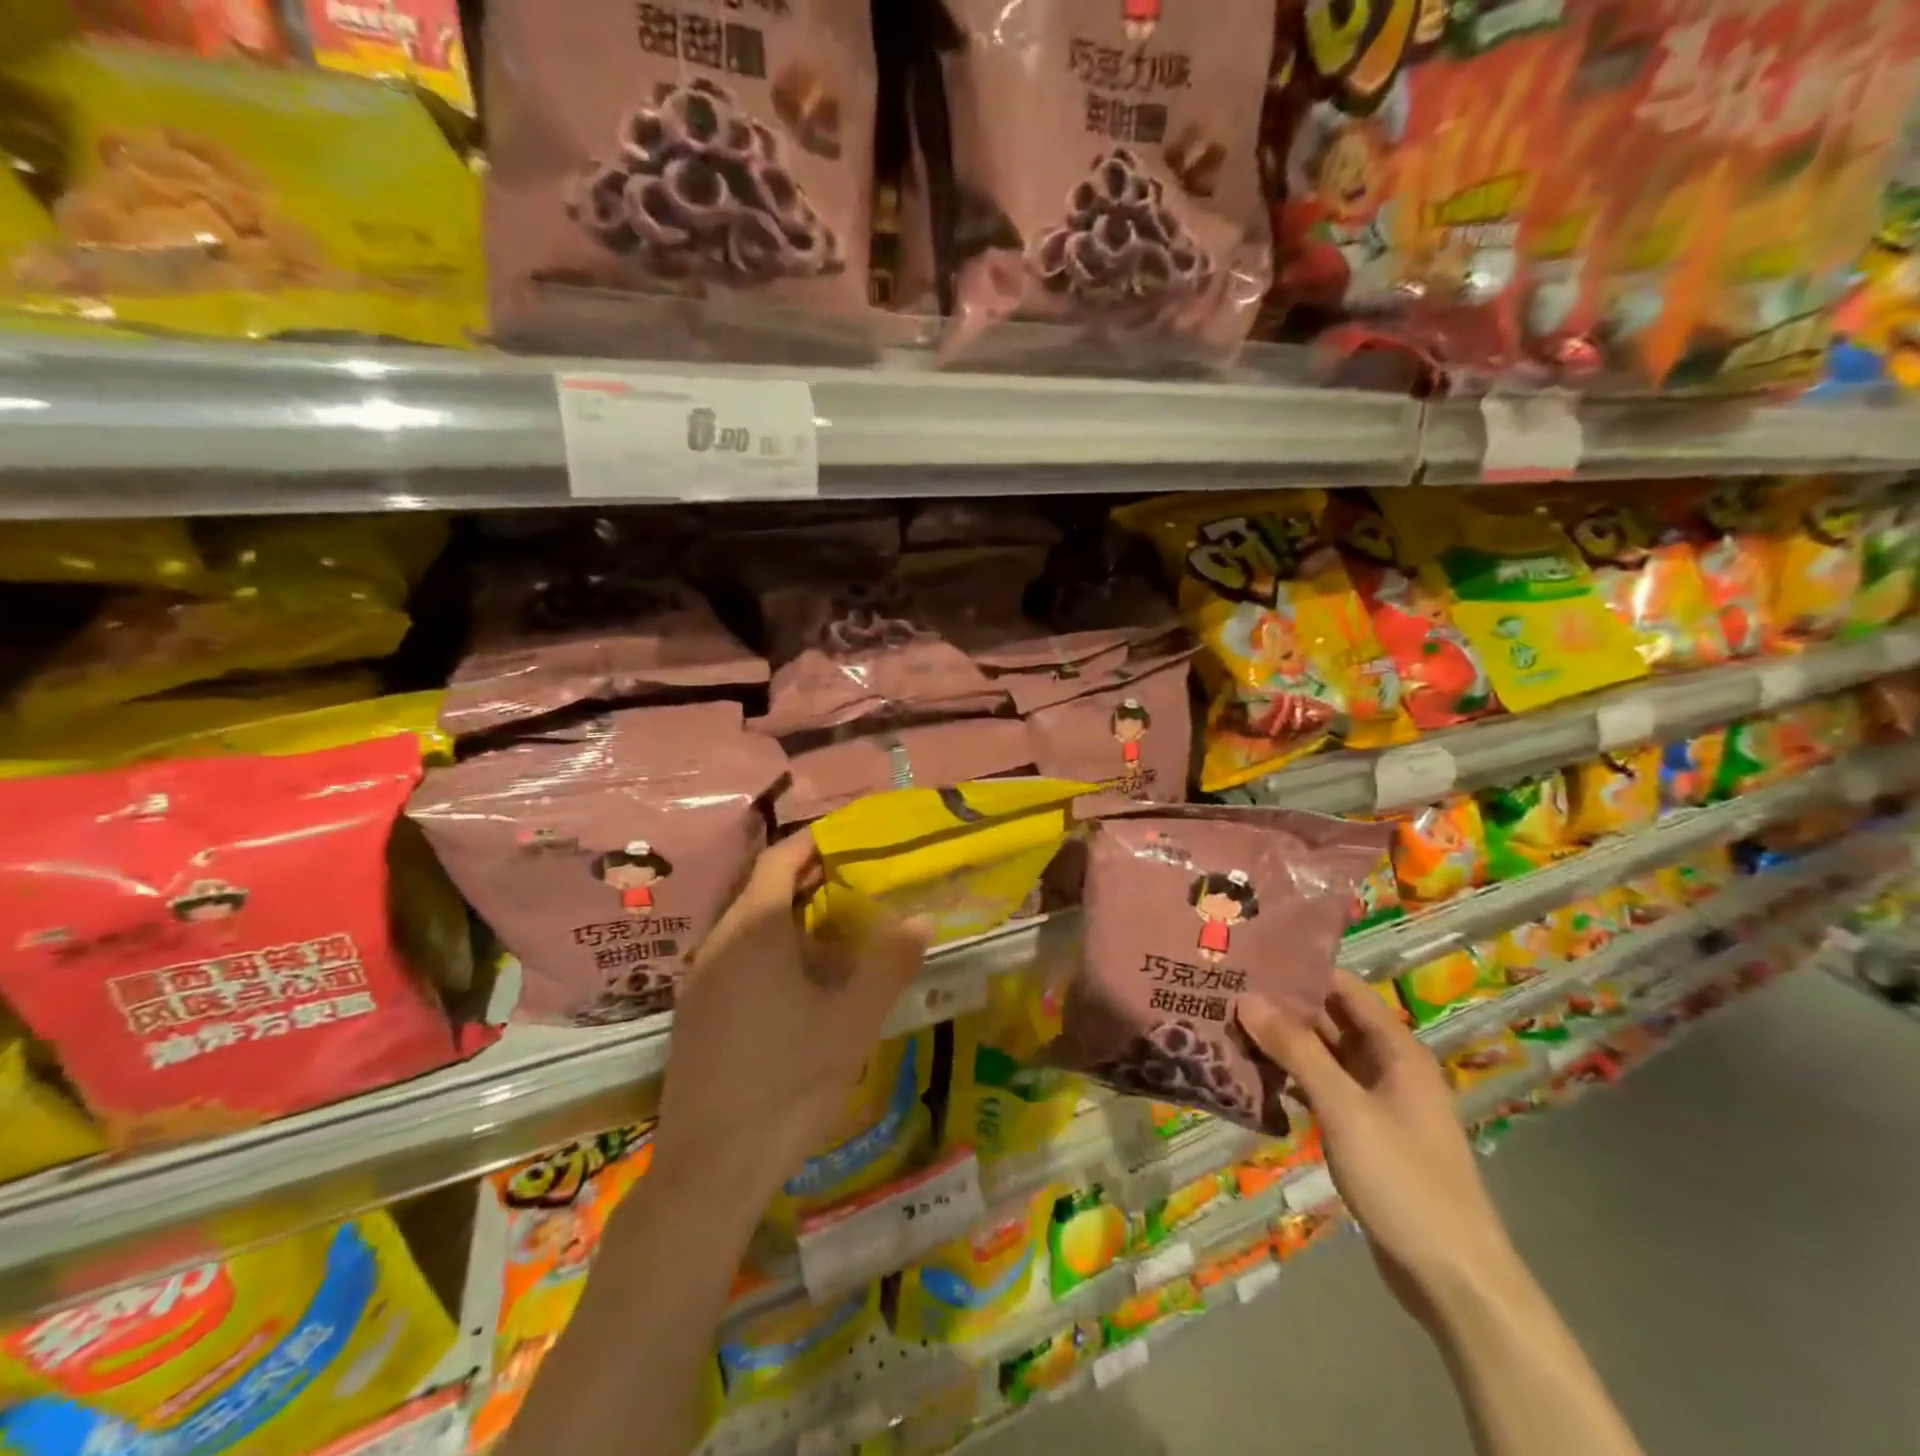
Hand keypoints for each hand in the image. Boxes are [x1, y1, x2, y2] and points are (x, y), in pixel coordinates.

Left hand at [650, 832, 929, 1229]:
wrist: (710, 1168)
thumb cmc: (788, 1082)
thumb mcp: (852, 1021)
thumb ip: (889, 963)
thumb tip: (922, 918)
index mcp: (753, 930)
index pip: (779, 859)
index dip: (814, 842)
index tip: (850, 839)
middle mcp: (718, 942)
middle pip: (760, 887)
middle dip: (806, 877)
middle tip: (853, 881)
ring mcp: (699, 978)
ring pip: (745, 922)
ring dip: (787, 914)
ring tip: (835, 927)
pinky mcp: (694, 1011)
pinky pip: (733, 954)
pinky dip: (768, 946)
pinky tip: (799, 980)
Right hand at [1238, 969, 1521, 1326]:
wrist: (1452, 1279)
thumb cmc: (1404, 1180)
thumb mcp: (1345, 1109)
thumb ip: (1296, 1051)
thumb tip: (1248, 998)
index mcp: (1396, 1049)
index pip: (1343, 987)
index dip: (1300, 969)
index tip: (1249, 956)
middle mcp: (1386, 1066)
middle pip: (1329, 1019)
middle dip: (1281, 1005)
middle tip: (1225, 988)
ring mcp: (1375, 1101)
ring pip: (1321, 1056)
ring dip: (1281, 1043)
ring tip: (1226, 1023)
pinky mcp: (1362, 1133)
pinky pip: (1321, 1090)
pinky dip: (1289, 1079)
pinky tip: (1249, 1074)